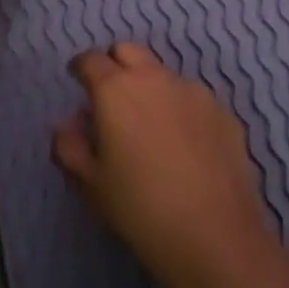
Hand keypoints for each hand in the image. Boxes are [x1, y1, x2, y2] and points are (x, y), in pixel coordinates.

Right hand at [53, 42, 287, 287]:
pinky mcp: (222, 110)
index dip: (80, 68)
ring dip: (149, 87)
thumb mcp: (91, 185)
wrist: (216, 236)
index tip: (77, 81)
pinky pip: (191, 97)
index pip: (90, 60)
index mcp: (116, 90)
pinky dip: (179, 108)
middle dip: (114, 64)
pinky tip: (182, 145)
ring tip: (148, 127)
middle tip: (110, 97)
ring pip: (162, 73)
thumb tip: (66, 125)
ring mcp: (193, 90)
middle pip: (128, 51)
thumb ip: (70, 147)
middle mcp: (155, 78)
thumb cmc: (141, 210)